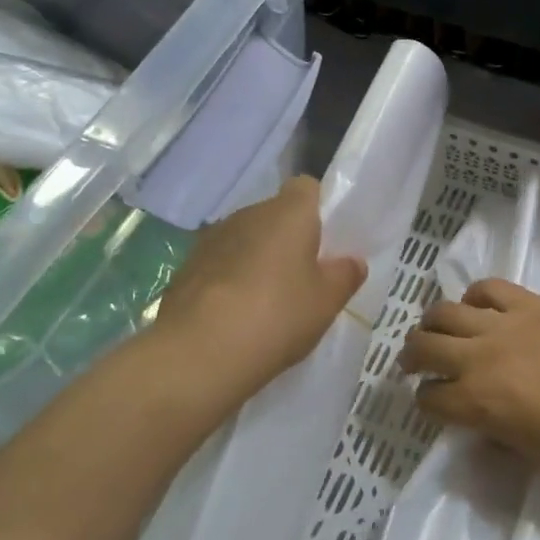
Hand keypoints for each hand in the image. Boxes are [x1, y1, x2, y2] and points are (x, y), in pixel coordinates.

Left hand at [150, 177, 365, 407]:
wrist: (199, 352)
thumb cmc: (277, 315)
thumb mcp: (327, 301)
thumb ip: (345, 275)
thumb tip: (353, 261)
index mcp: (288, 212)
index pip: (307, 188)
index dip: (319, 208)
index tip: (328, 240)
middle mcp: (248, 214)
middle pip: (276, 215)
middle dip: (290, 239)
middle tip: (305, 278)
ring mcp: (212, 238)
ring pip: (247, 240)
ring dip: (258, 260)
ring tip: (269, 301)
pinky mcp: (187, 267)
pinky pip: (221, 264)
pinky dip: (231, 281)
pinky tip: (238, 316)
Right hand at [401, 279, 539, 477]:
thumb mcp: (533, 456)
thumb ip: (498, 437)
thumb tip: (482, 425)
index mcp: (477, 404)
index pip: (429, 398)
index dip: (426, 403)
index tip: (433, 403)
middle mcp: (479, 359)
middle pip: (423, 346)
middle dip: (411, 356)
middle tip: (414, 362)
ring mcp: (504, 325)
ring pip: (445, 311)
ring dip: (432, 322)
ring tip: (436, 329)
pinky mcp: (530, 303)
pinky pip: (488, 288)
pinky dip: (475, 295)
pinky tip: (477, 306)